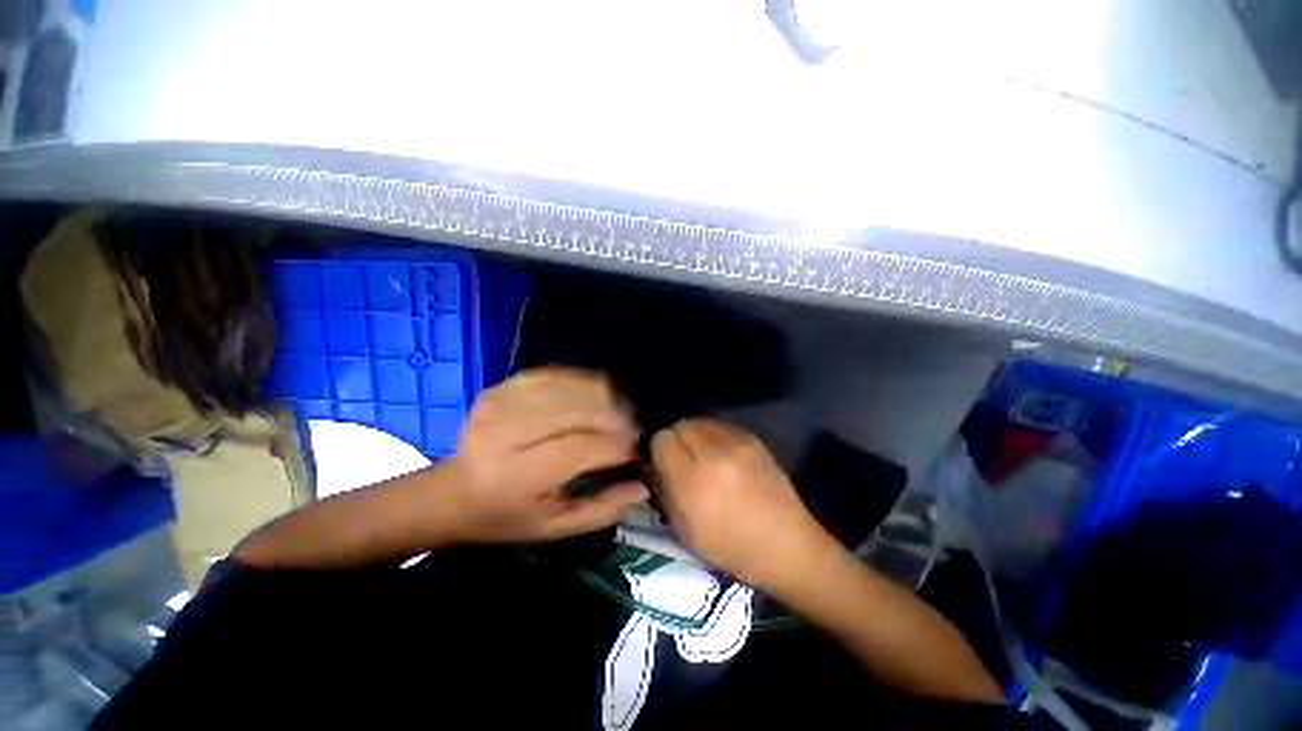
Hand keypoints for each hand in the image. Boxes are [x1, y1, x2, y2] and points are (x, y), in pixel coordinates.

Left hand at [444, 368, 648, 543]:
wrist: (450, 491)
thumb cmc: (505, 516)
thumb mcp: (552, 529)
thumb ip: (600, 510)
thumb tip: (641, 487)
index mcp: (513, 476)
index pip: (579, 448)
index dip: (616, 445)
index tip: (636, 449)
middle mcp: (502, 432)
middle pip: (576, 410)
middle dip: (615, 415)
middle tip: (633, 427)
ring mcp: (499, 402)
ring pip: (568, 386)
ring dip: (602, 395)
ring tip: (619, 411)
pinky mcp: (501, 386)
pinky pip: (553, 374)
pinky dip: (580, 382)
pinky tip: (594, 395)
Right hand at [651, 419, 834, 589]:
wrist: (786, 545)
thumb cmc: (729, 546)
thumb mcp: (684, 528)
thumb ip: (664, 488)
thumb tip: (654, 462)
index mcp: (693, 480)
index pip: (662, 439)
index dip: (658, 449)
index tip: (662, 462)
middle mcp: (714, 453)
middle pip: (681, 424)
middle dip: (675, 438)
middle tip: (680, 457)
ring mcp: (737, 442)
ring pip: (700, 421)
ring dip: (694, 434)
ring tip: (700, 455)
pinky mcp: (753, 438)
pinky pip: (721, 426)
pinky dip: (713, 435)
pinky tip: (721, 455)